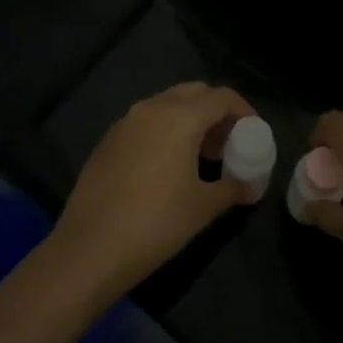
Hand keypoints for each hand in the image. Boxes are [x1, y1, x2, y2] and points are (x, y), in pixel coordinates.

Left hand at [49, 82, 260, 300]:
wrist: (89, 249)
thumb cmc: (156, 223)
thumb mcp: (203, 207)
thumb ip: (232, 188)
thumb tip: (250, 186)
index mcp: (179, 117)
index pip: (221, 96)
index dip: (243, 110)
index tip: (253, 132)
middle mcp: (151, 108)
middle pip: (193, 93)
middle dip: (215, 111)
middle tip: (227, 142)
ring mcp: (125, 122)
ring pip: (166, 105)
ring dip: (189, 120)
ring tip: (200, 156)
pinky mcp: (107, 140)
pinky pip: (145, 122)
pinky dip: (164, 130)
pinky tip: (167, 165)